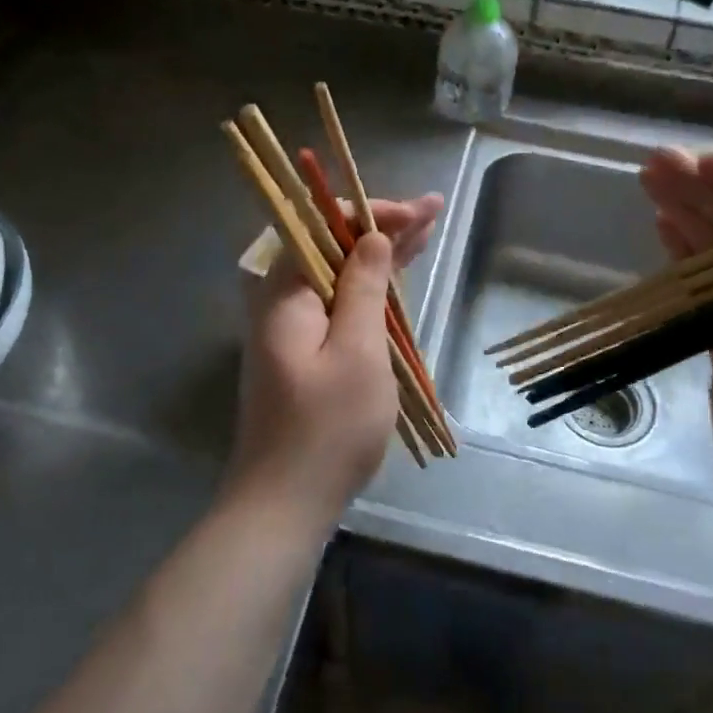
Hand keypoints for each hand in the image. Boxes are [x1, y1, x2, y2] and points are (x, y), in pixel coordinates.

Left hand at [231, 195, 442, 521]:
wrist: (285, 503)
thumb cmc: (328, 428)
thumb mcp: (357, 352)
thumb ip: (363, 288)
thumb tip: (371, 237)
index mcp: (284, 294)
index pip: (322, 227)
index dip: (370, 214)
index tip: (414, 213)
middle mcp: (281, 304)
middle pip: (332, 249)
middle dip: (382, 229)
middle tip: (431, 209)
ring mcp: (291, 331)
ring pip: (338, 278)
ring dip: (380, 257)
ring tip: (425, 231)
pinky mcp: (303, 356)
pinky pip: (338, 308)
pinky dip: (369, 292)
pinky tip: (395, 281)